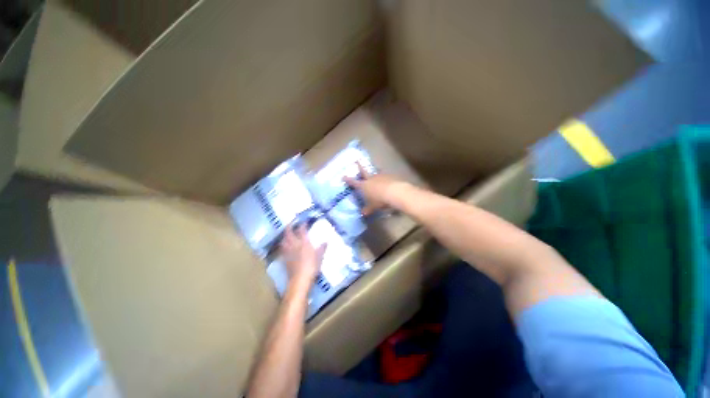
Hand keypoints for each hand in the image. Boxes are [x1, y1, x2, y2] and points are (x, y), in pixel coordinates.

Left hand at [280, 224, 326, 284]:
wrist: (300, 279)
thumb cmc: (312, 266)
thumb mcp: (320, 256)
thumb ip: (322, 248)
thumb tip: (326, 241)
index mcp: (304, 243)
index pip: (302, 231)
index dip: (302, 225)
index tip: (304, 221)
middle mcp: (294, 245)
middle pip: (288, 233)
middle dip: (289, 227)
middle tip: (290, 224)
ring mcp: (288, 252)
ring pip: (283, 241)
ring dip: (284, 236)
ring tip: (286, 235)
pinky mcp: (284, 259)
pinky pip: (282, 250)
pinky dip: (283, 246)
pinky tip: (284, 247)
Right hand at [343, 163, 407, 215]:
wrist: (395, 192)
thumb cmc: (380, 200)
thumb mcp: (373, 207)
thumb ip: (367, 209)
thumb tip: (363, 213)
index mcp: (364, 186)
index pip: (353, 183)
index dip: (348, 180)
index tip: (343, 176)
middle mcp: (370, 179)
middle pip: (364, 171)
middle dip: (359, 166)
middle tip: (357, 160)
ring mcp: (380, 176)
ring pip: (376, 173)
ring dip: (375, 172)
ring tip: (376, 171)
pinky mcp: (389, 176)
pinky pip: (385, 176)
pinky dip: (384, 178)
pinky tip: (387, 180)